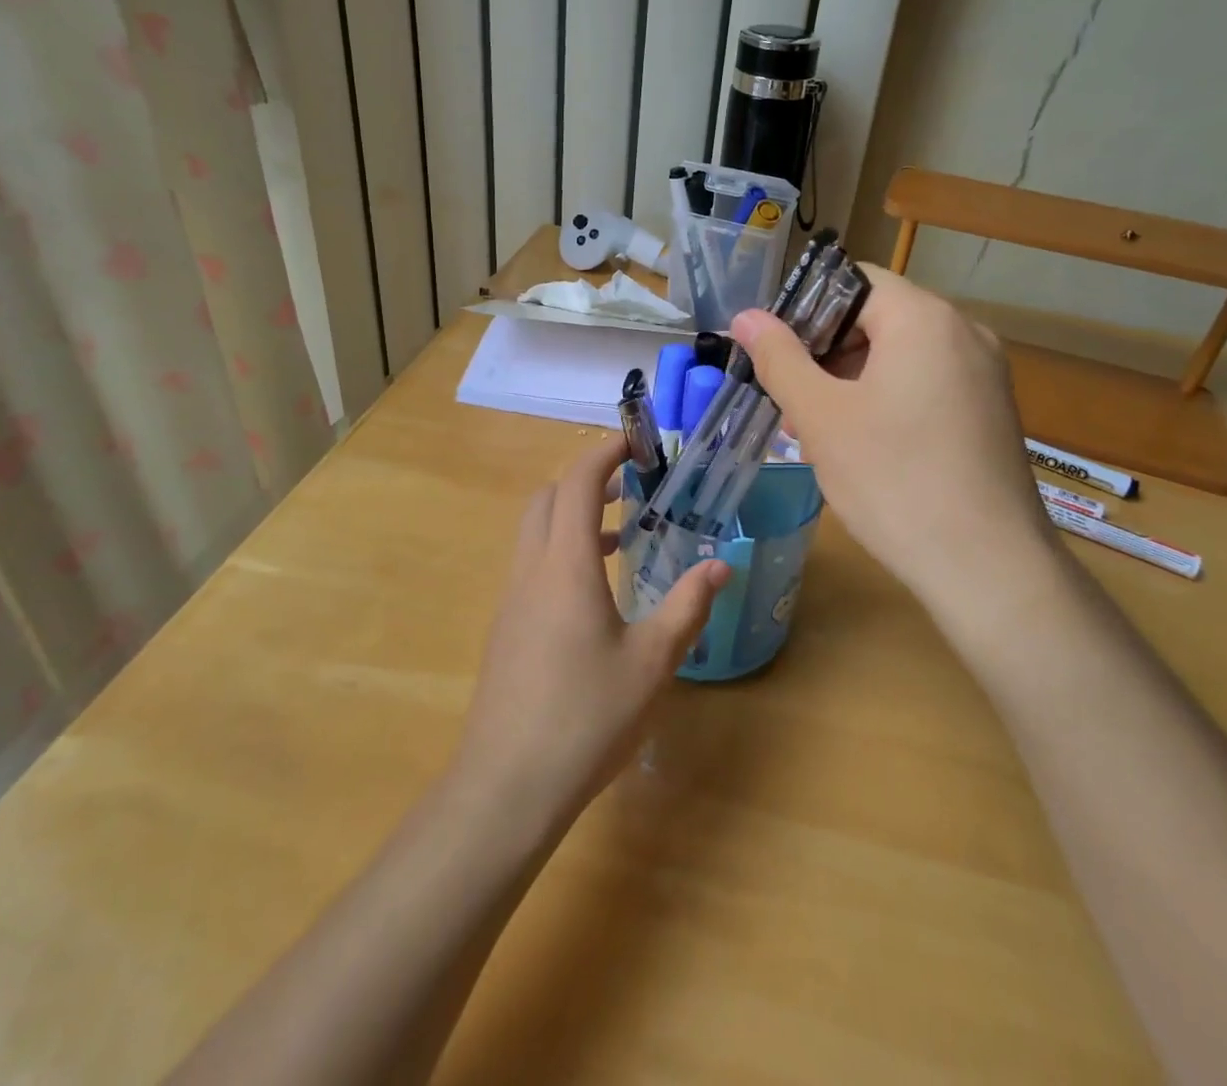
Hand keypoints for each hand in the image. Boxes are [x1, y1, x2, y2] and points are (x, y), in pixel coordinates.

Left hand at [454, 437, 728, 824]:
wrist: (506, 786)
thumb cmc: (586, 717)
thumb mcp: (652, 662)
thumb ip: (687, 607)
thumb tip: (721, 567)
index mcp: (565, 565)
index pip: (577, 483)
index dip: (604, 454)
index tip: (635, 441)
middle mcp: (531, 570)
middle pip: (547, 498)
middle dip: (585, 480)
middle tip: (631, 487)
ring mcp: (512, 600)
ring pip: (535, 532)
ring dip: (572, 518)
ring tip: (621, 536)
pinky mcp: (505, 628)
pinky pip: (531, 566)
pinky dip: (561, 552)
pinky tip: (595, 593)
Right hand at [731, 266, 1059, 621]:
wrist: (987, 568)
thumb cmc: (894, 480)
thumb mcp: (822, 416)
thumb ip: (780, 358)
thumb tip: (746, 316)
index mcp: (924, 319)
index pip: (853, 280)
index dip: (804, 308)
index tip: (774, 353)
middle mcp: (965, 332)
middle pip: (878, 317)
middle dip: (826, 351)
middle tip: (790, 399)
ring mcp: (985, 375)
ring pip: (901, 355)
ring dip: (853, 380)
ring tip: (820, 430)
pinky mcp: (991, 412)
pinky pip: (928, 385)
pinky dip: (888, 400)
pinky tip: (865, 446)